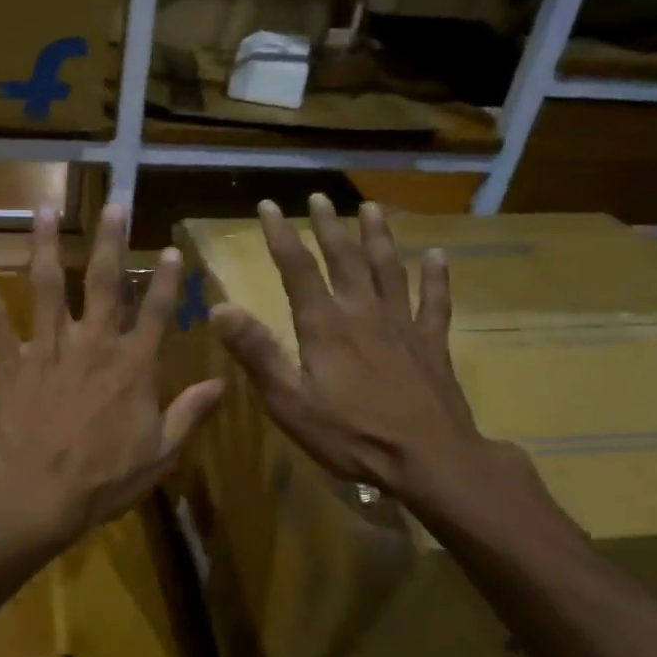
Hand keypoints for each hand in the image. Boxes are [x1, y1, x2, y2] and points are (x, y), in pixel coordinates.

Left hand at [0, 204, 223, 547]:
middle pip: (105, 282)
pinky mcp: (10, 360)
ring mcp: (47, 347)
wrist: (35, 495)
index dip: (168, 280)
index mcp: (132, 366)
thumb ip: (190, 414)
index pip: (158, 313)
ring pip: (48, 284)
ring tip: (44, 206)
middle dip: (112, 240)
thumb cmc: (102, 481)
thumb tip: (223, 383)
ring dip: (46, 243)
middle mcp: (92, 343)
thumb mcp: (160, 455)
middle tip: (115, 204)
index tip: (172, 249)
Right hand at [210, 195, 507, 515]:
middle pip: (345, 258)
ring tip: (373, 209)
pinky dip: (436, 277)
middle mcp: (363, 312)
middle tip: (320, 196)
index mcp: (325, 325)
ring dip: (379, 237)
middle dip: (329, 226)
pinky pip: (435, 302)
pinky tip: (438, 257)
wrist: (430, 460)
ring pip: (389, 269)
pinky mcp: (432, 344)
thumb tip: (219, 308)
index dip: (281, 235)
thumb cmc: (351, 435)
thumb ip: (256, 353)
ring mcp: (402, 325)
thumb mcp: (289, 401)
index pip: (297, 269)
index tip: (268, 205)